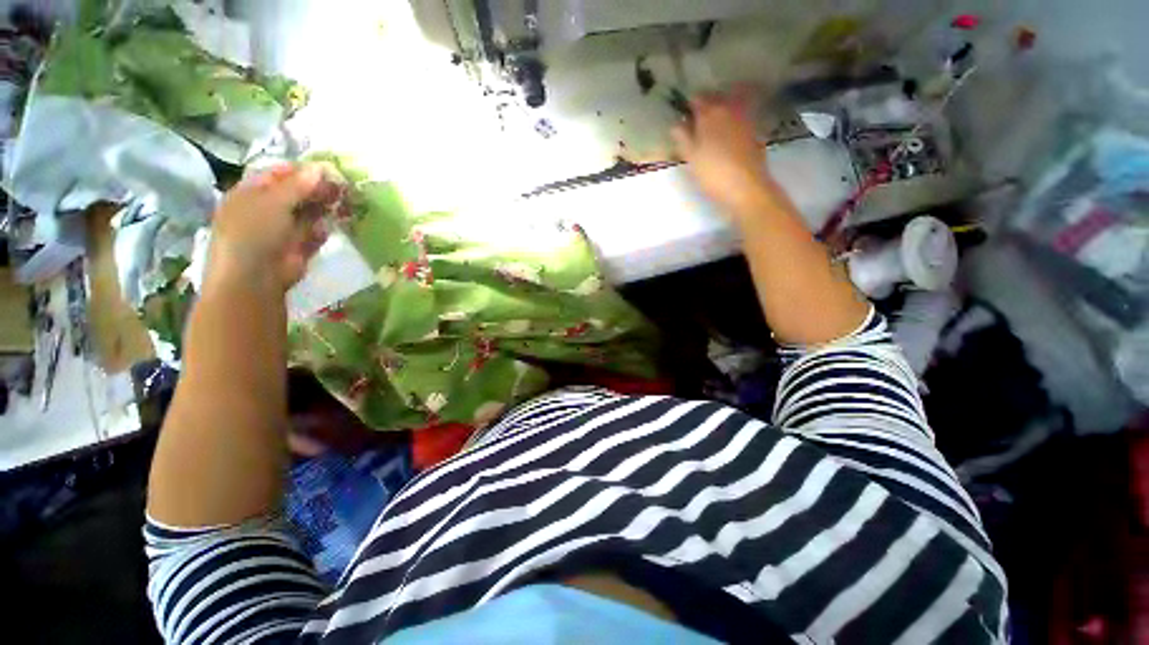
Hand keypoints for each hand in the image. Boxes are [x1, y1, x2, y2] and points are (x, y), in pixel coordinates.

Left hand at [207, 163, 337, 290]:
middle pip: (296, 194)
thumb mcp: (274, 201)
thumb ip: (298, 185)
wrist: (255, 277)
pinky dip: (321, 231)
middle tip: (340, 188)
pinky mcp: (297, 248)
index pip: (278, 174)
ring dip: (323, 209)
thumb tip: (320, 168)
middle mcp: (265, 209)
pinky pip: (313, 234)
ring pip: (307, 214)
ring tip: (340, 204)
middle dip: (317, 190)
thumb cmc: (254, 232)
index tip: (326, 170)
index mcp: (251, 193)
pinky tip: (325, 230)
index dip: (301, 171)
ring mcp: (282, 230)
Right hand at [671, 89, 779, 219]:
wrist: (745, 186)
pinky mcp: (754, 131)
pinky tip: (727, 134)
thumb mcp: (691, 157)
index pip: (696, 99)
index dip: (689, 105)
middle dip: (706, 105)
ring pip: (730, 106)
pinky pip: (740, 118)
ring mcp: (744, 119)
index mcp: (709, 114)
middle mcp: (728, 110)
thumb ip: (682, 138)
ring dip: (720, 111)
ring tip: (712, 125)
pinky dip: (732, 121)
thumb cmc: (713, 173)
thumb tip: (676, 124)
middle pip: (715, 98)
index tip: (684, 115)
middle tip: (697, 119)